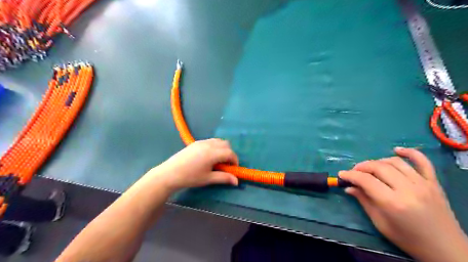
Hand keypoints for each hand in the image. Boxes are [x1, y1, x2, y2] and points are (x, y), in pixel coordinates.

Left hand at [149, 139, 238, 191]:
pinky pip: (210, 141)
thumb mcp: (208, 179)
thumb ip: (224, 178)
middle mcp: (209, 144)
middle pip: (226, 144)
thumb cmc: (190, 177)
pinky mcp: (195, 142)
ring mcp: (201, 142)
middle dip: (229, 153)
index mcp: (212, 153)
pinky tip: (208, 157)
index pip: (230, 153)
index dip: (235, 160)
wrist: (169, 173)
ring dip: (222, 149)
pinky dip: (215, 146)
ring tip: (217, 160)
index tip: (233, 168)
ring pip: (218, 141)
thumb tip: (237, 181)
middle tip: (225, 165)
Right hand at [341, 148, 467, 260]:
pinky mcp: (434, 182)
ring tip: (370, 167)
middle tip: (354, 172)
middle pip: (379, 167)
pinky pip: (422, 161)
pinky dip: (409, 152)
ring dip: (378, 161)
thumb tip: (349, 187)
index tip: (341, 174)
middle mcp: (408, 189)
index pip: (366, 180)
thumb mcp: (380, 223)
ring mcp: (423, 184)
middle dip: (361, 167)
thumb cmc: (408, 239)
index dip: (351, 175)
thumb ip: (364, 201)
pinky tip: (396, 150)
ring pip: (395, 162)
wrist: (445, 249)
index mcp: (393, 203)